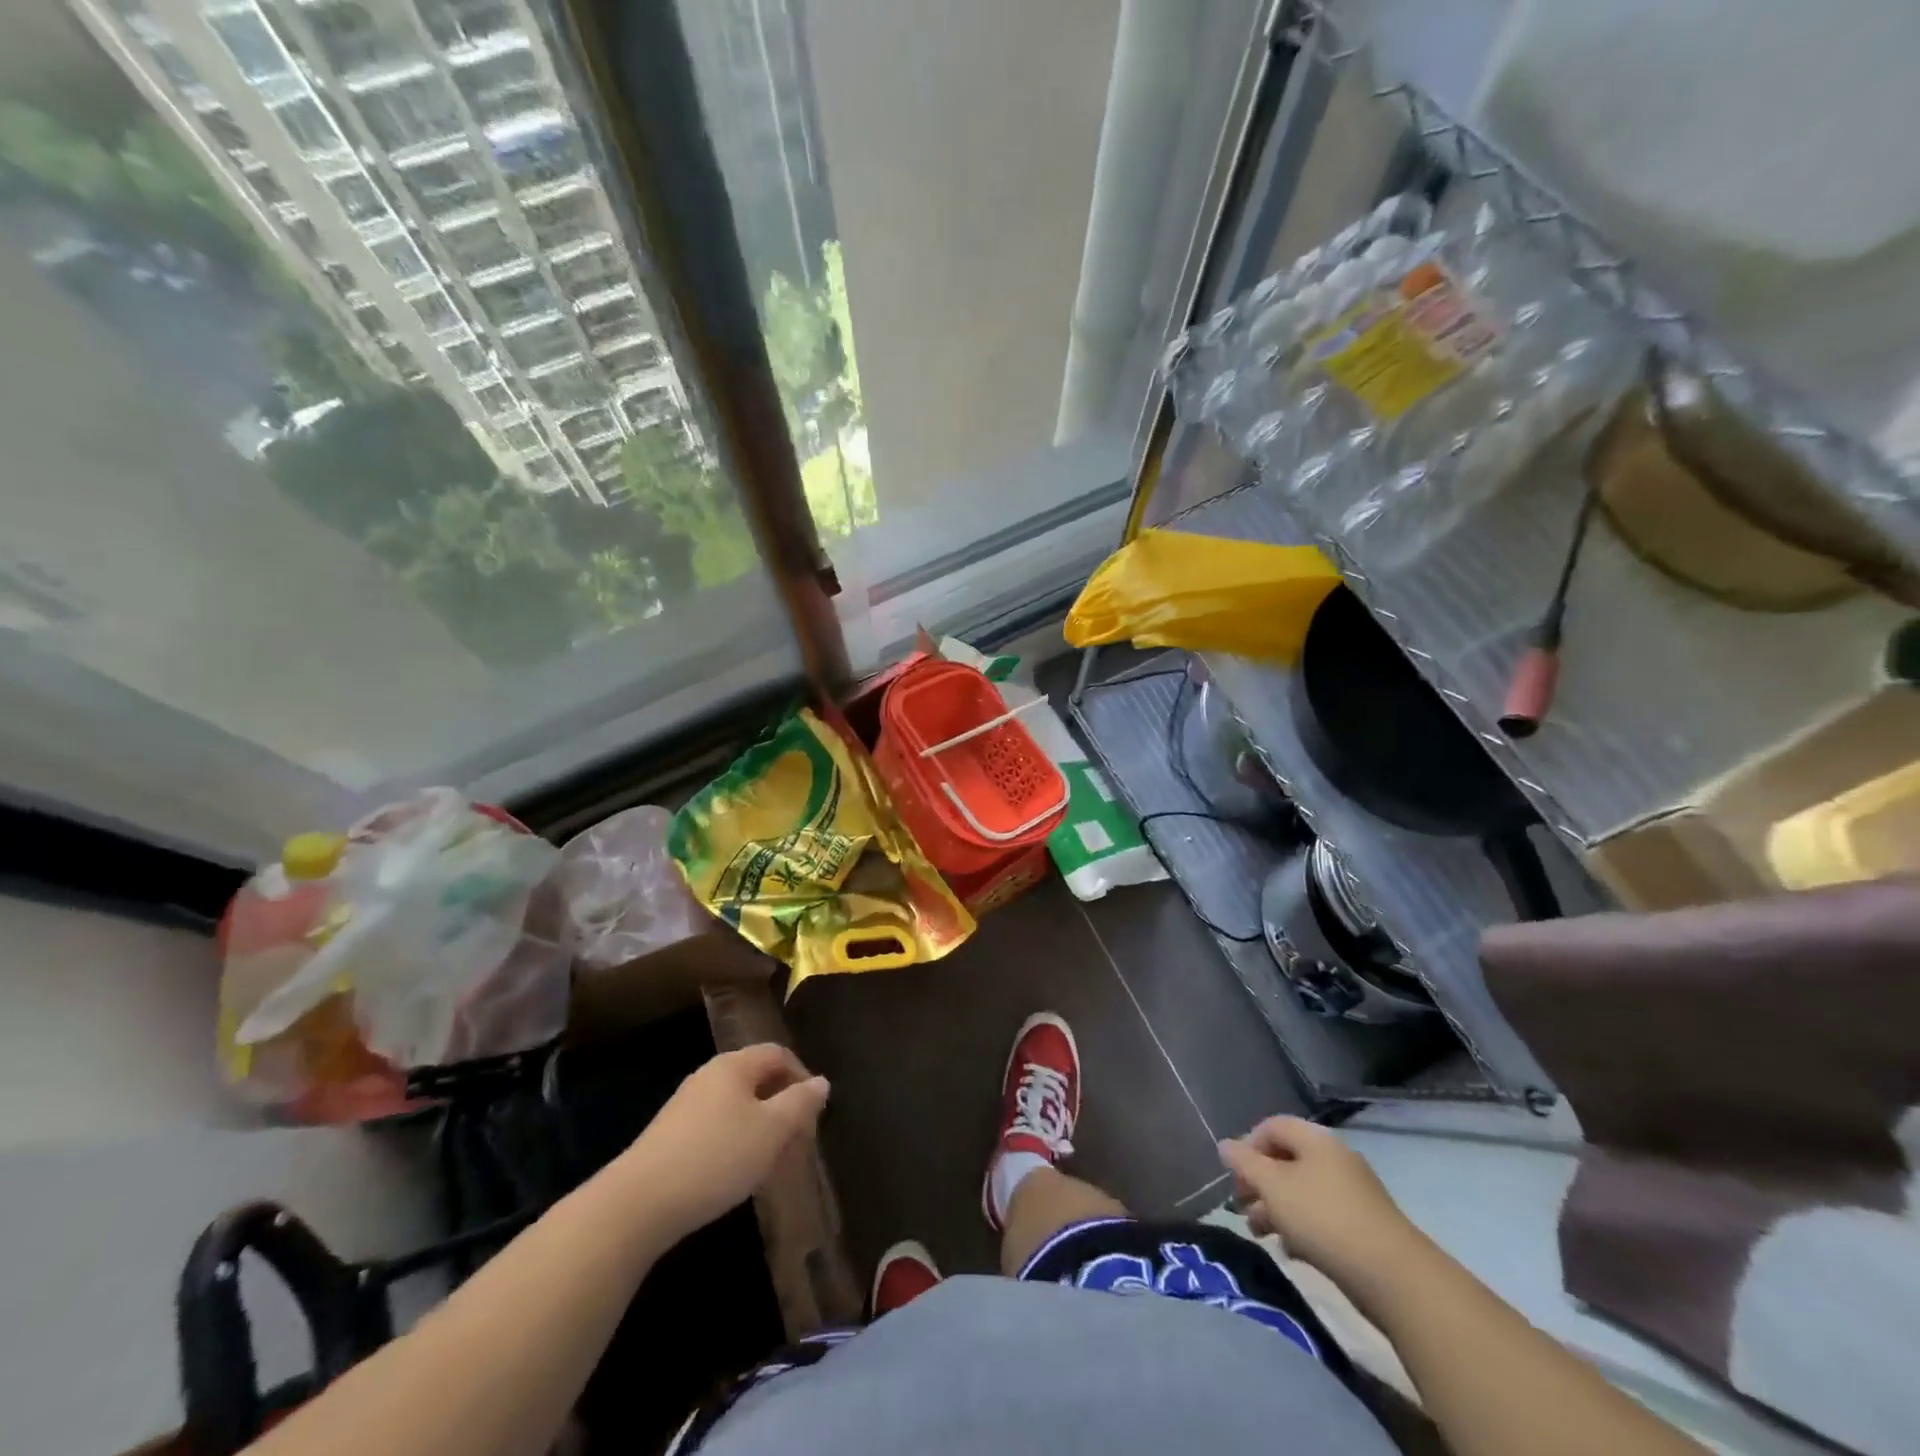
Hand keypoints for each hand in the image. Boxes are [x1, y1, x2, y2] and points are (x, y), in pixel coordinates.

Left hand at [621, 1044, 829, 1235]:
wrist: (637, 1204)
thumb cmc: (716, 1157)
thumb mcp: (771, 1130)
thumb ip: (800, 1103)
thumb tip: (821, 1082)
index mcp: (734, 1065)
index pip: (778, 1054)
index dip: (802, 1078)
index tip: (814, 1115)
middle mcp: (710, 1076)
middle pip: (758, 1080)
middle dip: (783, 1109)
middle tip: (798, 1145)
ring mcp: (687, 1106)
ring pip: (738, 1108)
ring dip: (762, 1130)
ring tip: (772, 1166)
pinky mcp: (671, 1137)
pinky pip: (717, 1128)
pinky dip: (737, 1144)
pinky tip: (737, 1176)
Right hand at [1219, 1116, 1423, 1298]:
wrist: (1393, 1276)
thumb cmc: (1323, 1218)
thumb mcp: (1273, 1187)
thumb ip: (1244, 1163)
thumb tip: (1225, 1145)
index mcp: (1315, 1139)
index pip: (1272, 1126)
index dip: (1247, 1146)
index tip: (1234, 1176)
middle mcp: (1335, 1158)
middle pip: (1286, 1160)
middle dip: (1259, 1183)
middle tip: (1242, 1208)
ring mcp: (1352, 1192)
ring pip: (1302, 1191)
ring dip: (1276, 1208)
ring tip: (1261, 1234)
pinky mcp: (1363, 1225)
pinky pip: (1321, 1215)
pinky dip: (1301, 1227)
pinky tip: (1292, 1251)